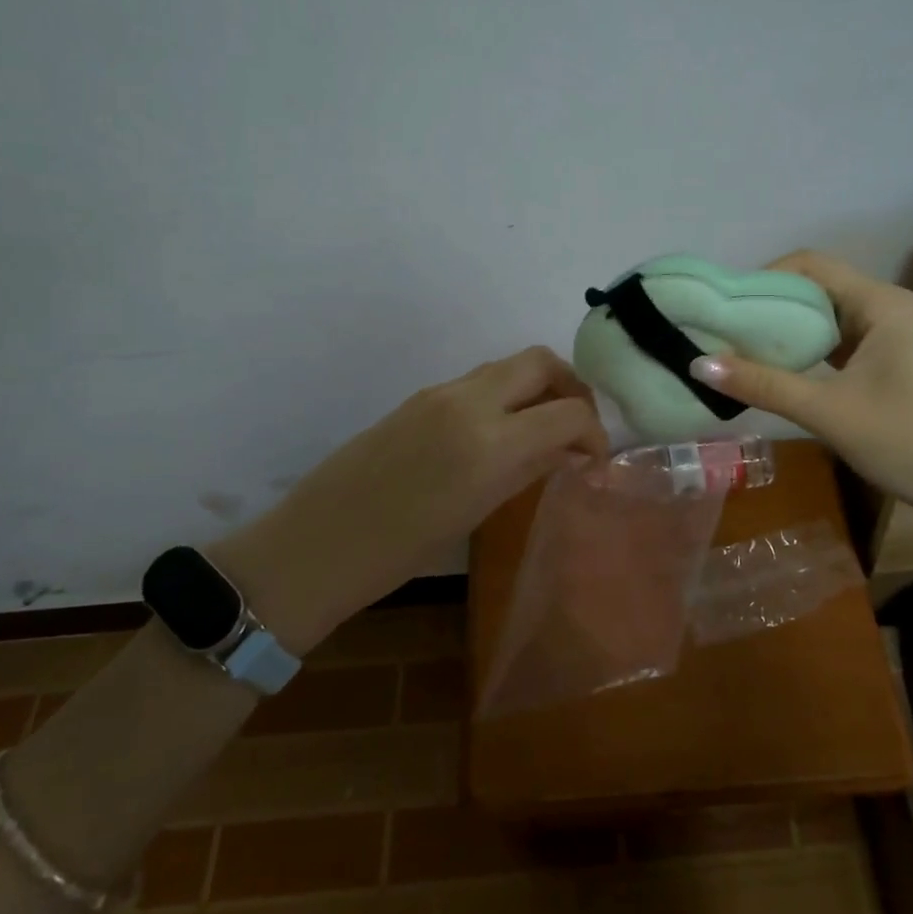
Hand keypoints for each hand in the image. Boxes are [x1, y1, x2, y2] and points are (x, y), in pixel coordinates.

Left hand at [212, 346, 606, 652]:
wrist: (317, 544)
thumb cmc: (399, 551)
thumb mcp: (476, 513)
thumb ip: (528, 470)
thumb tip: (569, 451)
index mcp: (489, 441)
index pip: (568, 411)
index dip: (595, 432)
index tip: (595, 459)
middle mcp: (469, 401)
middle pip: (541, 361)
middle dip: (571, 387)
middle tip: (576, 427)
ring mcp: (440, 392)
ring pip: (509, 366)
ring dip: (537, 388)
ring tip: (542, 431)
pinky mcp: (420, 396)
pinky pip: (479, 381)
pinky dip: (505, 395)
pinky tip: (500, 435)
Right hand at [689, 250, 912, 524]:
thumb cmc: (907, 442)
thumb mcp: (828, 412)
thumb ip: (764, 384)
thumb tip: (698, 364)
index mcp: (881, 303)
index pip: (811, 265)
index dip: (764, 278)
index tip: (726, 306)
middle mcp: (887, 308)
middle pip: (817, 288)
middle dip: (770, 305)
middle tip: (724, 330)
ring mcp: (891, 336)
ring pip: (826, 317)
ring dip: (786, 330)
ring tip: (740, 348)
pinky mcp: (889, 362)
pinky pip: (838, 342)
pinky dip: (806, 350)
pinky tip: (777, 369)